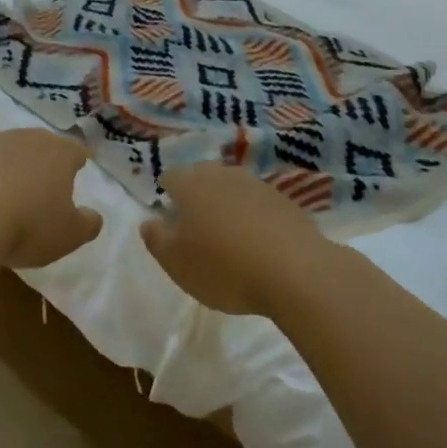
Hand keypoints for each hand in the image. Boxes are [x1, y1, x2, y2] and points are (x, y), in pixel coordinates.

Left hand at [0, 129, 103, 269]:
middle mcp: (24, 139)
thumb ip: (87, 224)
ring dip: (7, 167)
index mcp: (58, 153)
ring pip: (3, 151)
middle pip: (39, 144)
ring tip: (4, 194)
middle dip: (42, 160)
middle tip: (42, 182)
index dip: (78, 160)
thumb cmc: (27, 226)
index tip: (79, 168)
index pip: (76, 151)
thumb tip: (93, 215)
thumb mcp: (69, 236)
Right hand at [140, 161, 326, 314]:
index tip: (168, 216)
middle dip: (196, 193)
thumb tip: (150, 220)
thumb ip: (156, 238)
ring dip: (226, 203)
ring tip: (226, 231)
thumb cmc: (224, 267)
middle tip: (194, 222)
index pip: (170, 176)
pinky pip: (259, 202)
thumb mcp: (176, 262)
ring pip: (233, 186)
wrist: (296, 272)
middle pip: (203, 175)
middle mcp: (223, 175)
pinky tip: (256, 239)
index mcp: (191, 184)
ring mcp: (258, 185)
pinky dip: (253, 215)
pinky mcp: (286, 201)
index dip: (166, 193)